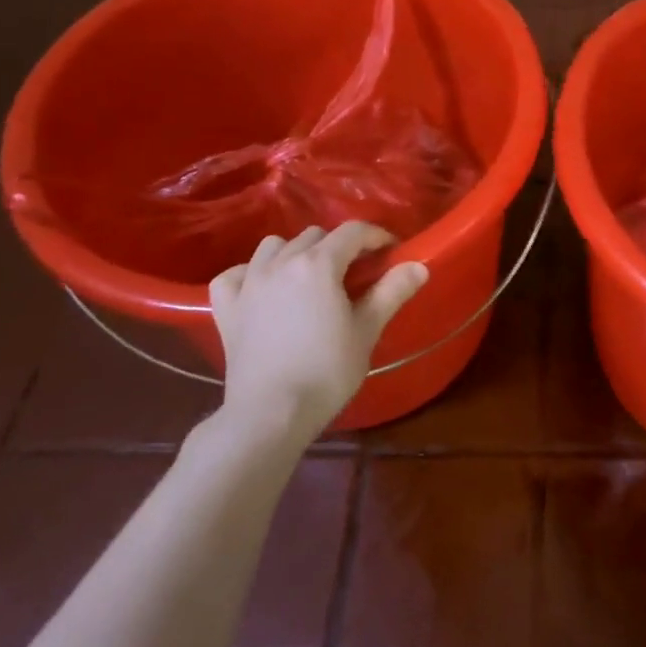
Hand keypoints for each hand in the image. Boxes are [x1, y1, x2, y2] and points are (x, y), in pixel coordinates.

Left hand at [208, 223, 428, 438]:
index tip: (391, 252)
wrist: (271, 414)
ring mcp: (248, 284)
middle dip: (339, 246)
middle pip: (315, 235)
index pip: (352, 232)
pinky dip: (251, 274)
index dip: (376, 237)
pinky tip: (263, 289)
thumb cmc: (326, 371)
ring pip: (274, 246)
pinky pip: (235, 274)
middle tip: (356, 273)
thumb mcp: (367, 330)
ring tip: (311, 278)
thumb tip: (418, 265)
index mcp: (318, 265)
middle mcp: (280, 263)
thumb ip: (391, 292)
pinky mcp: (226, 308)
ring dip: (296, 253)